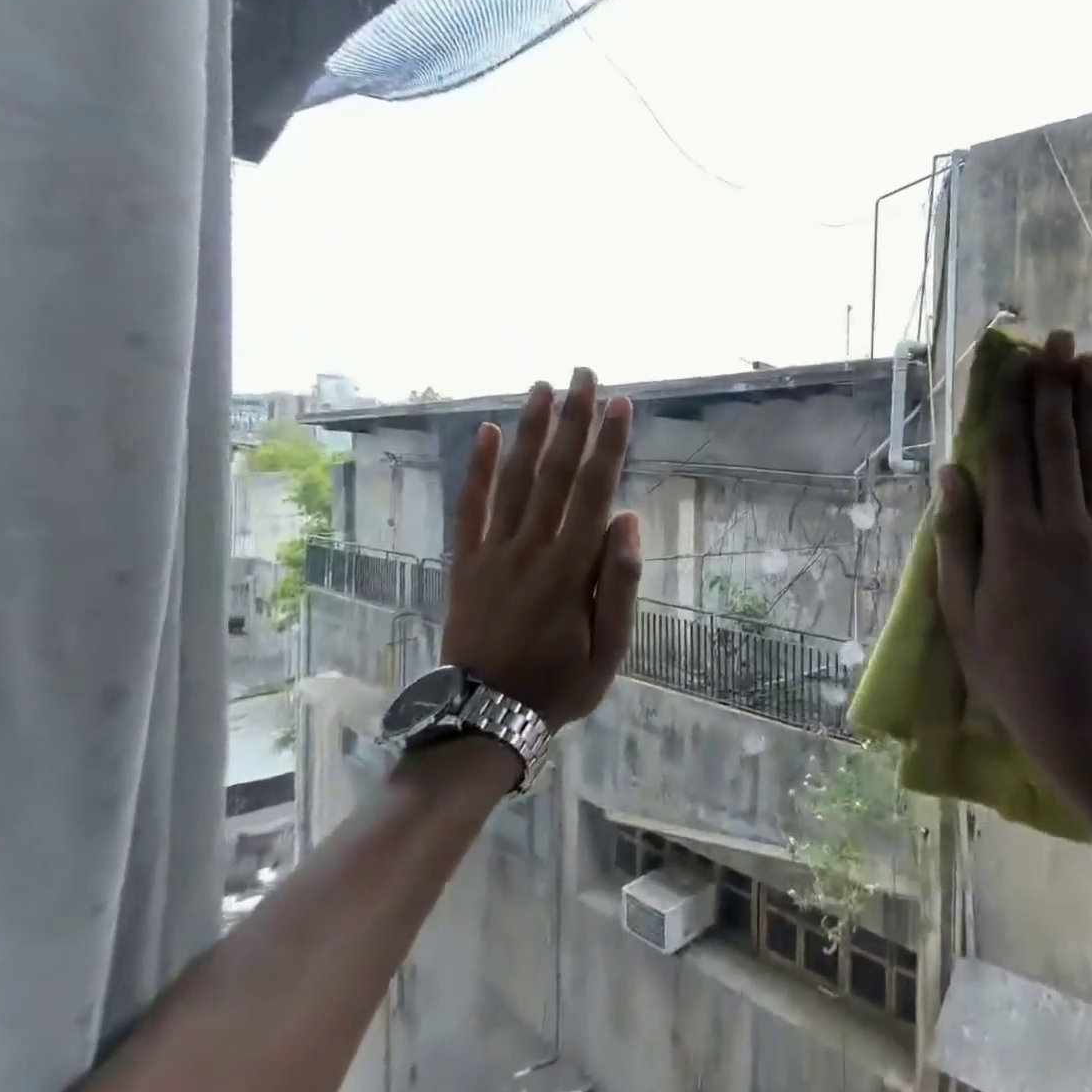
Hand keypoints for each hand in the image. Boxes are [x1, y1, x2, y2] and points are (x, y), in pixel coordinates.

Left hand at [441, 367, 643, 725]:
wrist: (485, 716)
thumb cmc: (560, 683)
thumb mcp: (609, 650)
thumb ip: (620, 583)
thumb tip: (626, 520)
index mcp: (570, 568)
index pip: (594, 492)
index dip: (610, 445)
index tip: (621, 405)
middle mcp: (531, 547)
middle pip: (556, 473)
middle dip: (574, 420)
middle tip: (584, 375)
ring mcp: (493, 552)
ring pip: (515, 479)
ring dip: (531, 430)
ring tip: (543, 387)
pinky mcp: (465, 561)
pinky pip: (471, 507)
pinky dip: (479, 468)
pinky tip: (489, 432)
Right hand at [934, 330, 1091, 803]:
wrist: (1089, 719)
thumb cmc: (1009, 669)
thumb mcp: (961, 611)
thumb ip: (958, 537)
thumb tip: (952, 473)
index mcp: (1015, 539)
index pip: (1011, 455)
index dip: (1010, 405)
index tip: (1011, 363)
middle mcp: (1065, 525)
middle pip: (1060, 442)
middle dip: (1055, 387)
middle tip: (1057, 339)